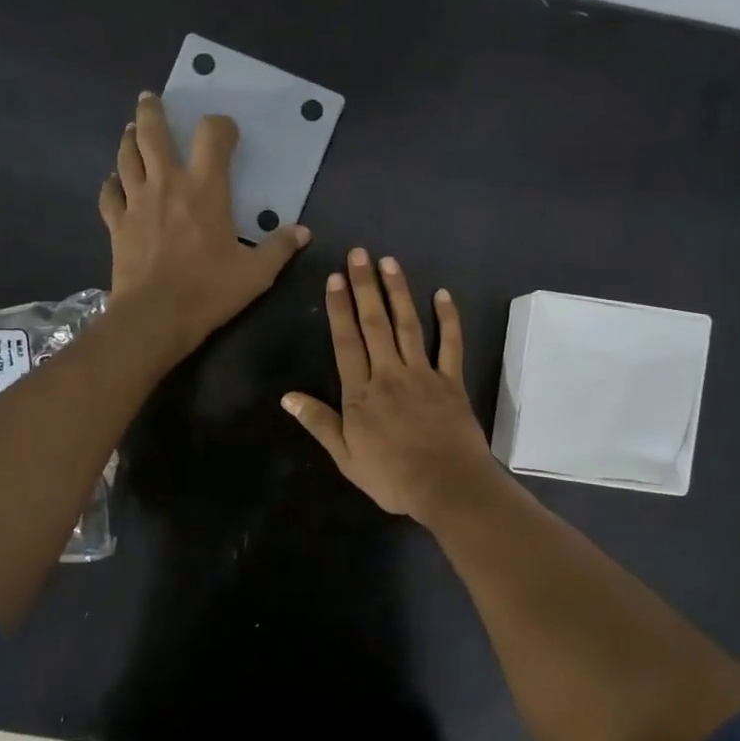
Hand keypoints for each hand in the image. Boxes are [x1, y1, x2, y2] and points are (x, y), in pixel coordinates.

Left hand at [100, 92, 308, 359]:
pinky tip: (116, 183)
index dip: (219, 125)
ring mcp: (136, 201)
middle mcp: (167, 183)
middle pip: (152, 132)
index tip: (226, 131)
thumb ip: (279, 248)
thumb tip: (303, 232)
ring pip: (126, 156)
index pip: (210, 135)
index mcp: (204, 189)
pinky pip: (109, 193)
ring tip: (133, 131)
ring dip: (129, 139)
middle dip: (152, 111)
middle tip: (151, 99)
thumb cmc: (208, 291)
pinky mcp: (117, 223)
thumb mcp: (256, 274)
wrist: (154, 317)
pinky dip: (112, 183)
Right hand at [282, 248, 501, 523]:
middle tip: (359, 254)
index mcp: (361, 393)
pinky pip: (451, 344)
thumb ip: (319, 423)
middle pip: (375, 324)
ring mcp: (423, 374)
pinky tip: (442, 294)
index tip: (335, 278)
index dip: (339, 309)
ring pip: (408, 325)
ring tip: (389, 262)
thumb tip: (287, 396)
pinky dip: (448, 319)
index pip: (346, 342)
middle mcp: (390, 374)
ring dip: (398, 292)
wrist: (447, 486)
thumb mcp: (346, 457)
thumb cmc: (392, 477)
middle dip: (365, 287)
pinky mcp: (452, 381)